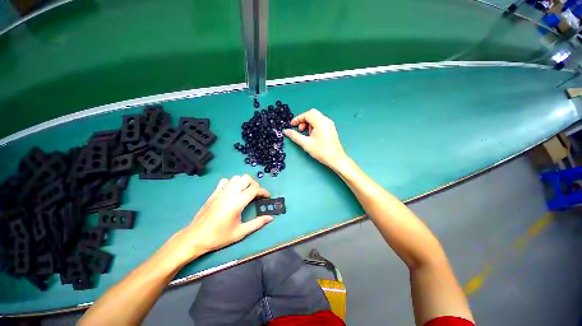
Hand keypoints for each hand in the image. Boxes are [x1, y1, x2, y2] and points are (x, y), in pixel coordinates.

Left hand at [165, 175, 272, 264]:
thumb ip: (257, 223)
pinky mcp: (214, 193)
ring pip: (236, 177)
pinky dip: (232, 183)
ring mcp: (220, 192)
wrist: (195, 238)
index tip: (267, 196)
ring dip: (244, 182)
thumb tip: (270, 218)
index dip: (263, 191)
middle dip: (255, 184)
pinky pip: (225, 181)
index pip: (254, 189)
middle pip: (246, 178)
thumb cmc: (218, 237)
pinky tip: (233, 191)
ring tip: (247, 191)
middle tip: (257, 194)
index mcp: (236, 203)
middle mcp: (229, 194)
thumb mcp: (240, 233)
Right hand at [283, 109, 347, 169]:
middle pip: (312, 114)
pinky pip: (320, 122)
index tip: (291, 125)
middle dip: (303, 120)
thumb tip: (286, 131)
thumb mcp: (306, 143)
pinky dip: (314, 126)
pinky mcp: (331, 129)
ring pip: (316, 118)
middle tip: (300, 130)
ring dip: (309, 123)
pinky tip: (312, 135)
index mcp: (320, 122)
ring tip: (306, 135)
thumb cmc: (321, 151)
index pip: (307, 114)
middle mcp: (326, 120)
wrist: (336, 159)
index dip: (298, 119)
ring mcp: (329, 124)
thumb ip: (294, 136)